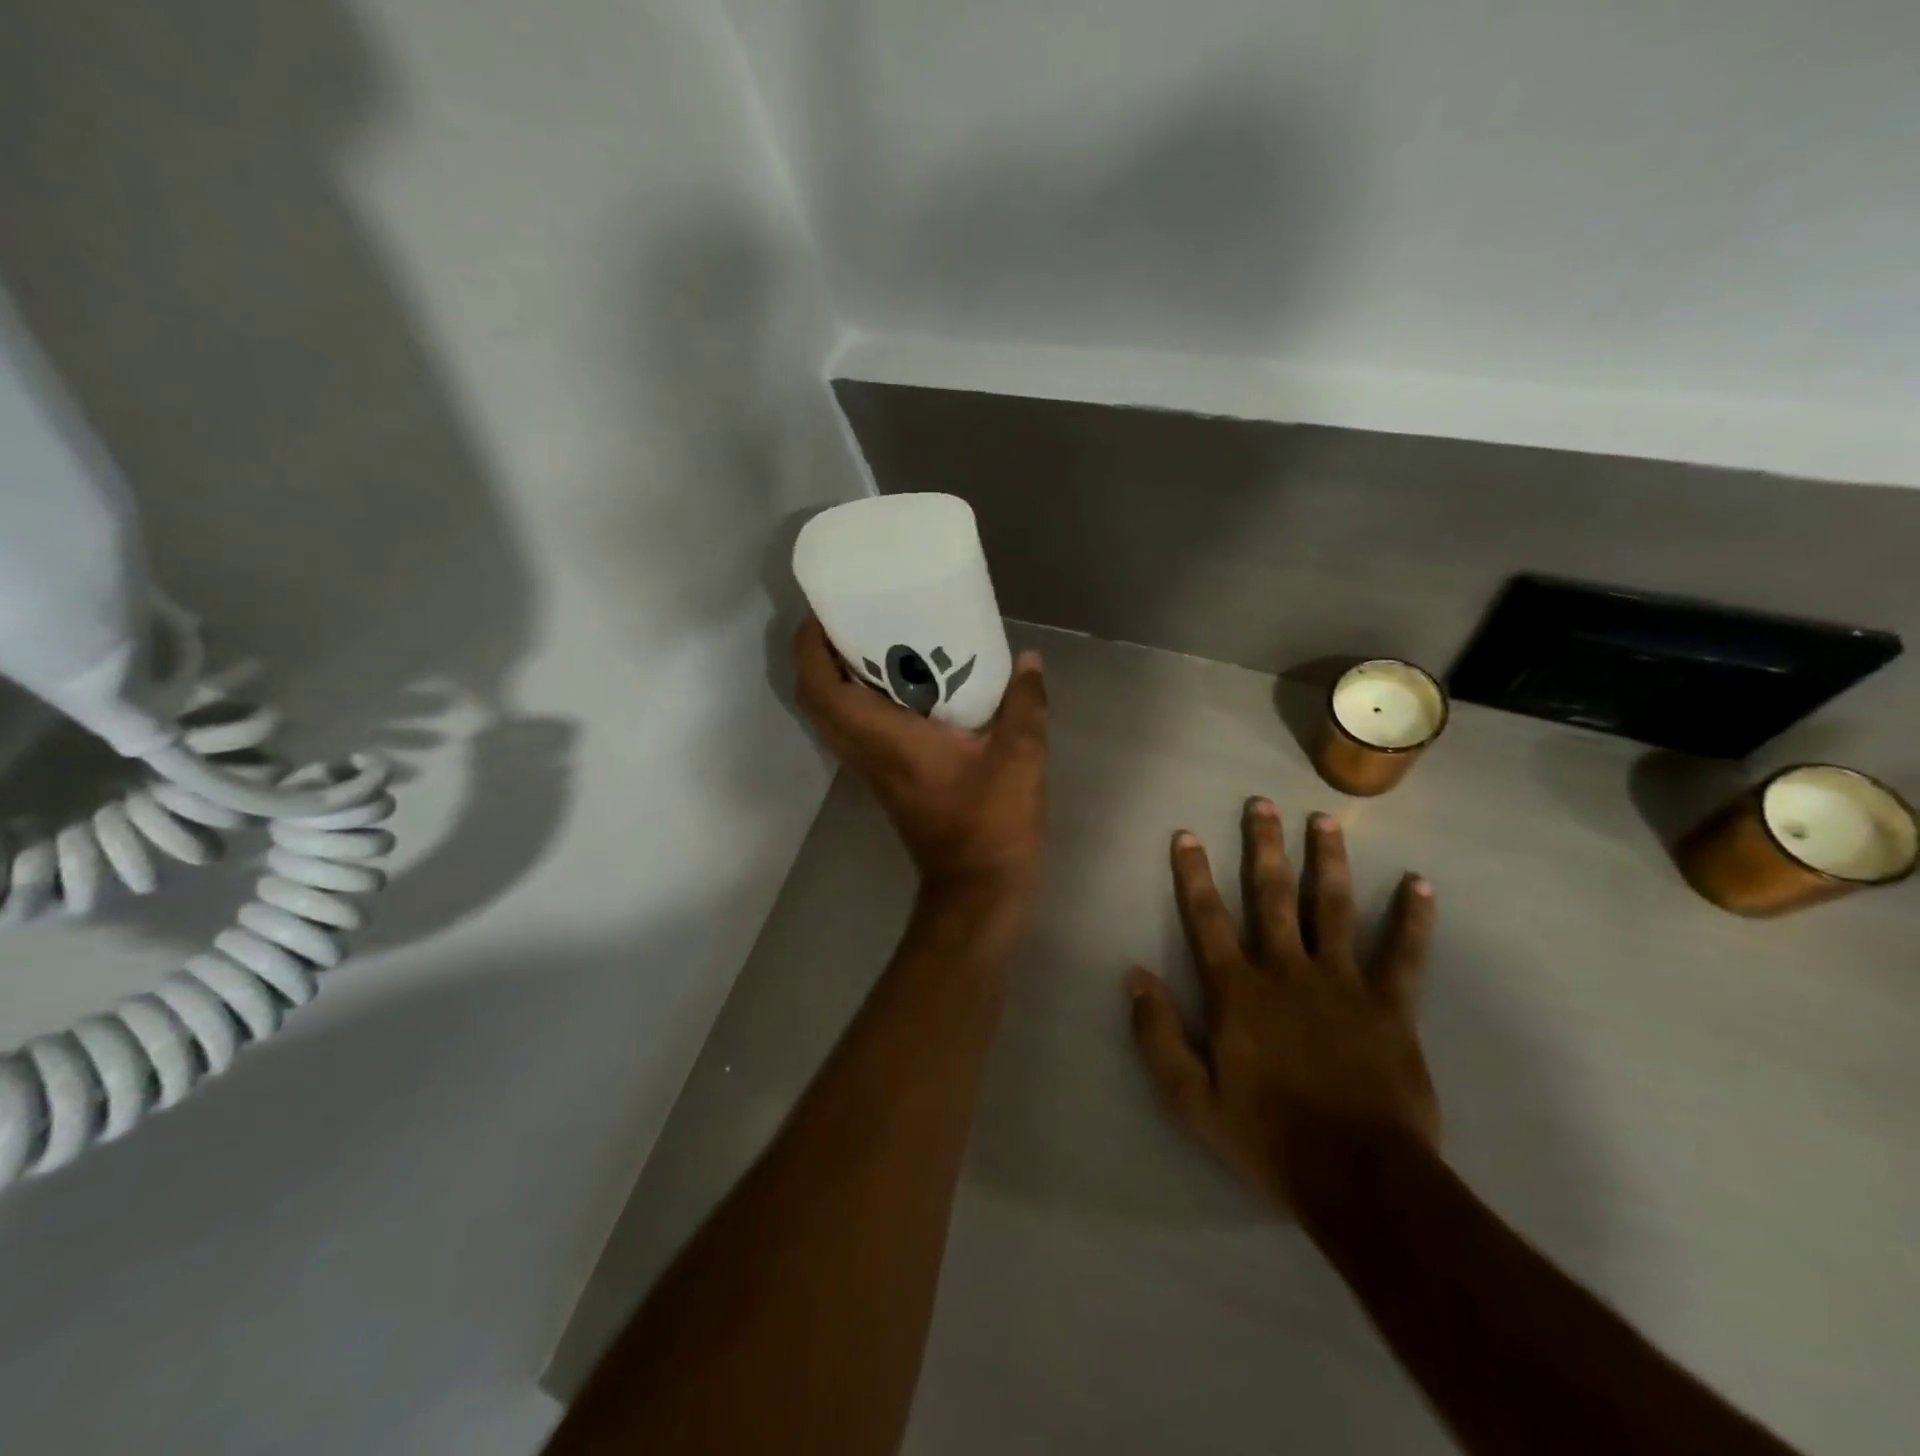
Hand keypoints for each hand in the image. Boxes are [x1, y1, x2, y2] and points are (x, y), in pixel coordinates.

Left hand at [793, 619, 1047, 905]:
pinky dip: (859, 703)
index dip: (811, 647)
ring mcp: (872, 771)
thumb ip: (1024, 703)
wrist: (979, 888)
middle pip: (816, 700)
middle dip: (818, 656)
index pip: (823, 688)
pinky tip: (901, 686)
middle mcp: (867, 753)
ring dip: (836, 680)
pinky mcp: (887, 782)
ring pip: (831, 719)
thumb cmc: (992, 823)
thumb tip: (1029, 660)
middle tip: (848, 620)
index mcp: (886, 739)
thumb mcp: (1020, 756)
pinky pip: (855, 732)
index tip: (823, 611)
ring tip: (869, 643)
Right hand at [1127, 801, 1439, 1215]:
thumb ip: (1157, 1033)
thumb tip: (1134, 975)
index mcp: (1238, 991)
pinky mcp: (1391, 1007)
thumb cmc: (1266, 1136)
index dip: (1193, 875)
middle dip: (1263, 846)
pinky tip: (1420, 885)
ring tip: (1324, 821)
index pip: (1207, 919)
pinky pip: (1404, 955)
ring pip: (1334, 908)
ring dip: (1327, 861)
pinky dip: (1412, 920)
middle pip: (1273, 896)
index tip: (1186, 835)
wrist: (1358, 1179)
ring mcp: (1343, 984)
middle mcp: (1287, 971)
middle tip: (1261, 804)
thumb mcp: (1190, 1097)